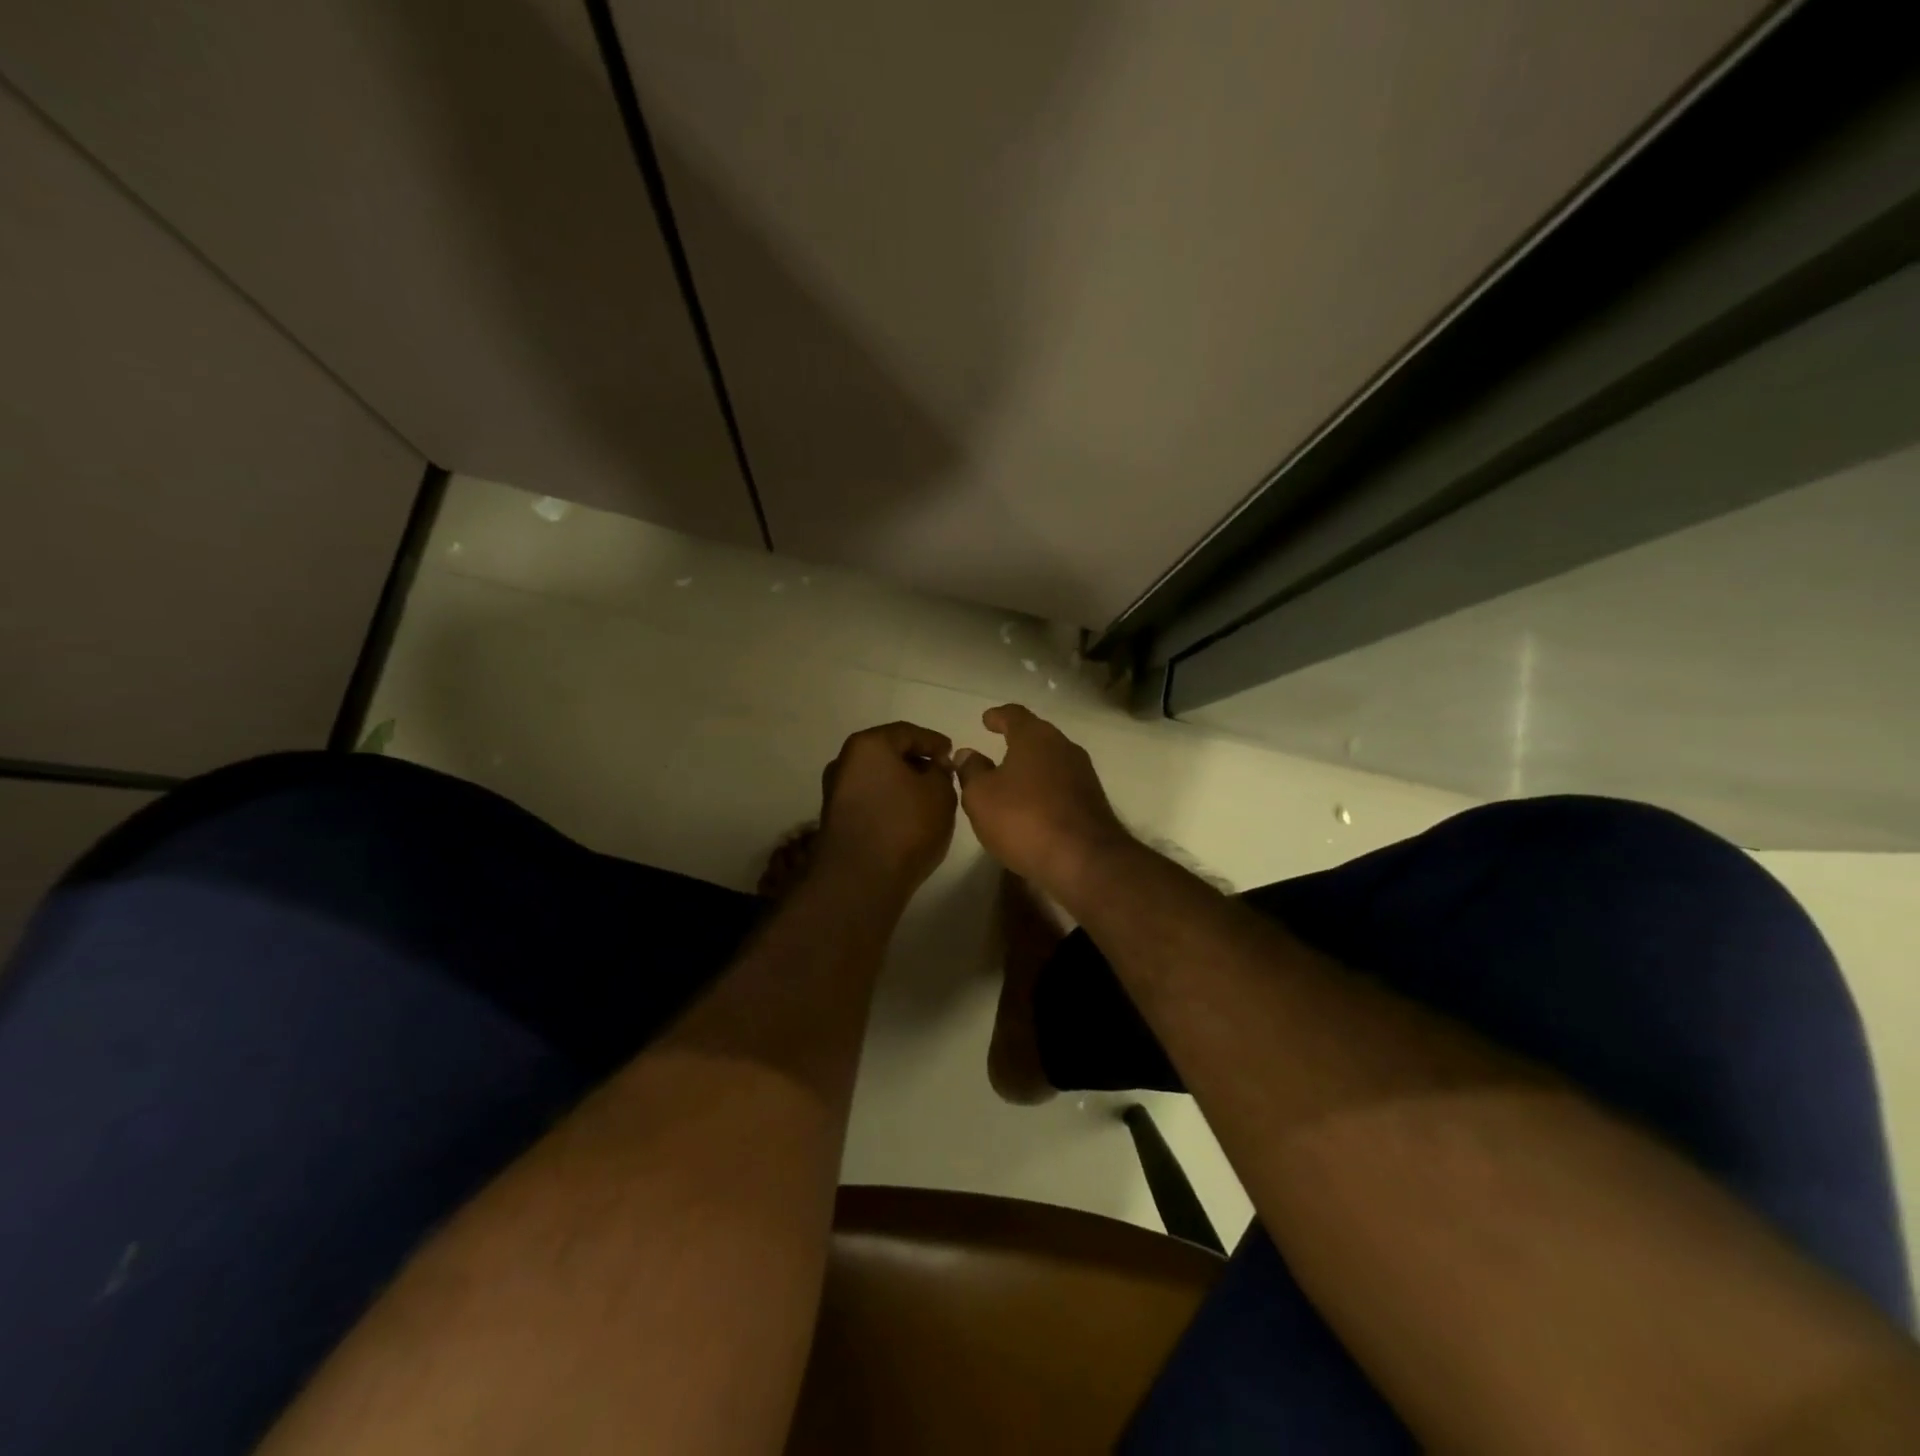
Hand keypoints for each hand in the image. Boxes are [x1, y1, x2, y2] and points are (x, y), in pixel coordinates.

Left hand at [815, 722, 958, 897]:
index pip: (907, 732)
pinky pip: (869, 798)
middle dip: (916, 761)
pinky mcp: (835, 818)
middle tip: (941, 774)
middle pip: (887, 753)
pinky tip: (908, 815)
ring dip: (901, 783)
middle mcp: (844, 762)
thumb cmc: (905, 825)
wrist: (860, 879)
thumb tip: (933, 767)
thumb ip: (941, 772)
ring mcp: (835, 791)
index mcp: (868, 745)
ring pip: (876, 777)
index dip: (934, 741)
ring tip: (928, 797)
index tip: (952, 754)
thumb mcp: (940, 793)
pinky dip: (889, 800)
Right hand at [953, 705, 1131, 896]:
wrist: (1084, 860)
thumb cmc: (1024, 819)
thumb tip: (967, 753)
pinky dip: (1045, 789)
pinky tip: (1032, 805)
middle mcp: (1063, 747)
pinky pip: (1061, 786)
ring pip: (1051, 761)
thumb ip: (971, 771)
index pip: (1014, 715)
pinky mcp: (1092, 801)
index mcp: (1035, 737)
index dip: (998, 716)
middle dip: (1017, 741)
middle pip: (1037, 736)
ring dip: (1032, 767)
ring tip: (1012, 780)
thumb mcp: (980, 796)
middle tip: (997, 747)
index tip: (987, 719)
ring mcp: (1083, 774)